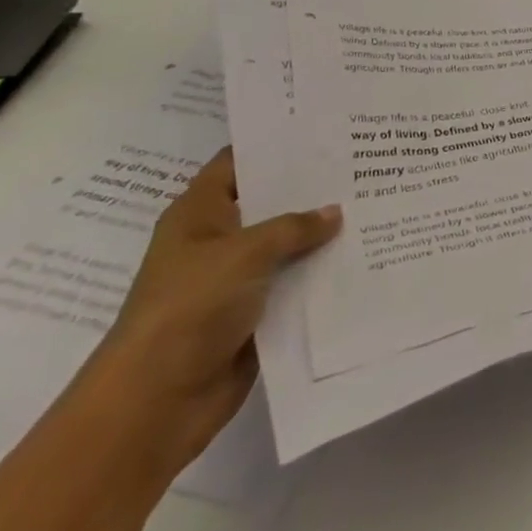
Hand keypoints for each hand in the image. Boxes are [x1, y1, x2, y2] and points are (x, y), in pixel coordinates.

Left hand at [79, 148, 339, 473]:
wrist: (155, 403)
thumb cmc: (189, 308)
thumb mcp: (245, 253)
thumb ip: (294, 227)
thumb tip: (335, 213)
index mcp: (199, 214)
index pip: (238, 162)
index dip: (275, 143)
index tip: (324, 126)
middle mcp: (217, 241)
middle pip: (270, 202)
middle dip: (312, 188)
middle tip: (365, 161)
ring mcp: (235, 280)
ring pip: (287, 246)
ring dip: (322, 234)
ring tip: (376, 203)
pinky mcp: (255, 314)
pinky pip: (295, 284)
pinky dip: (322, 273)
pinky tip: (364, 255)